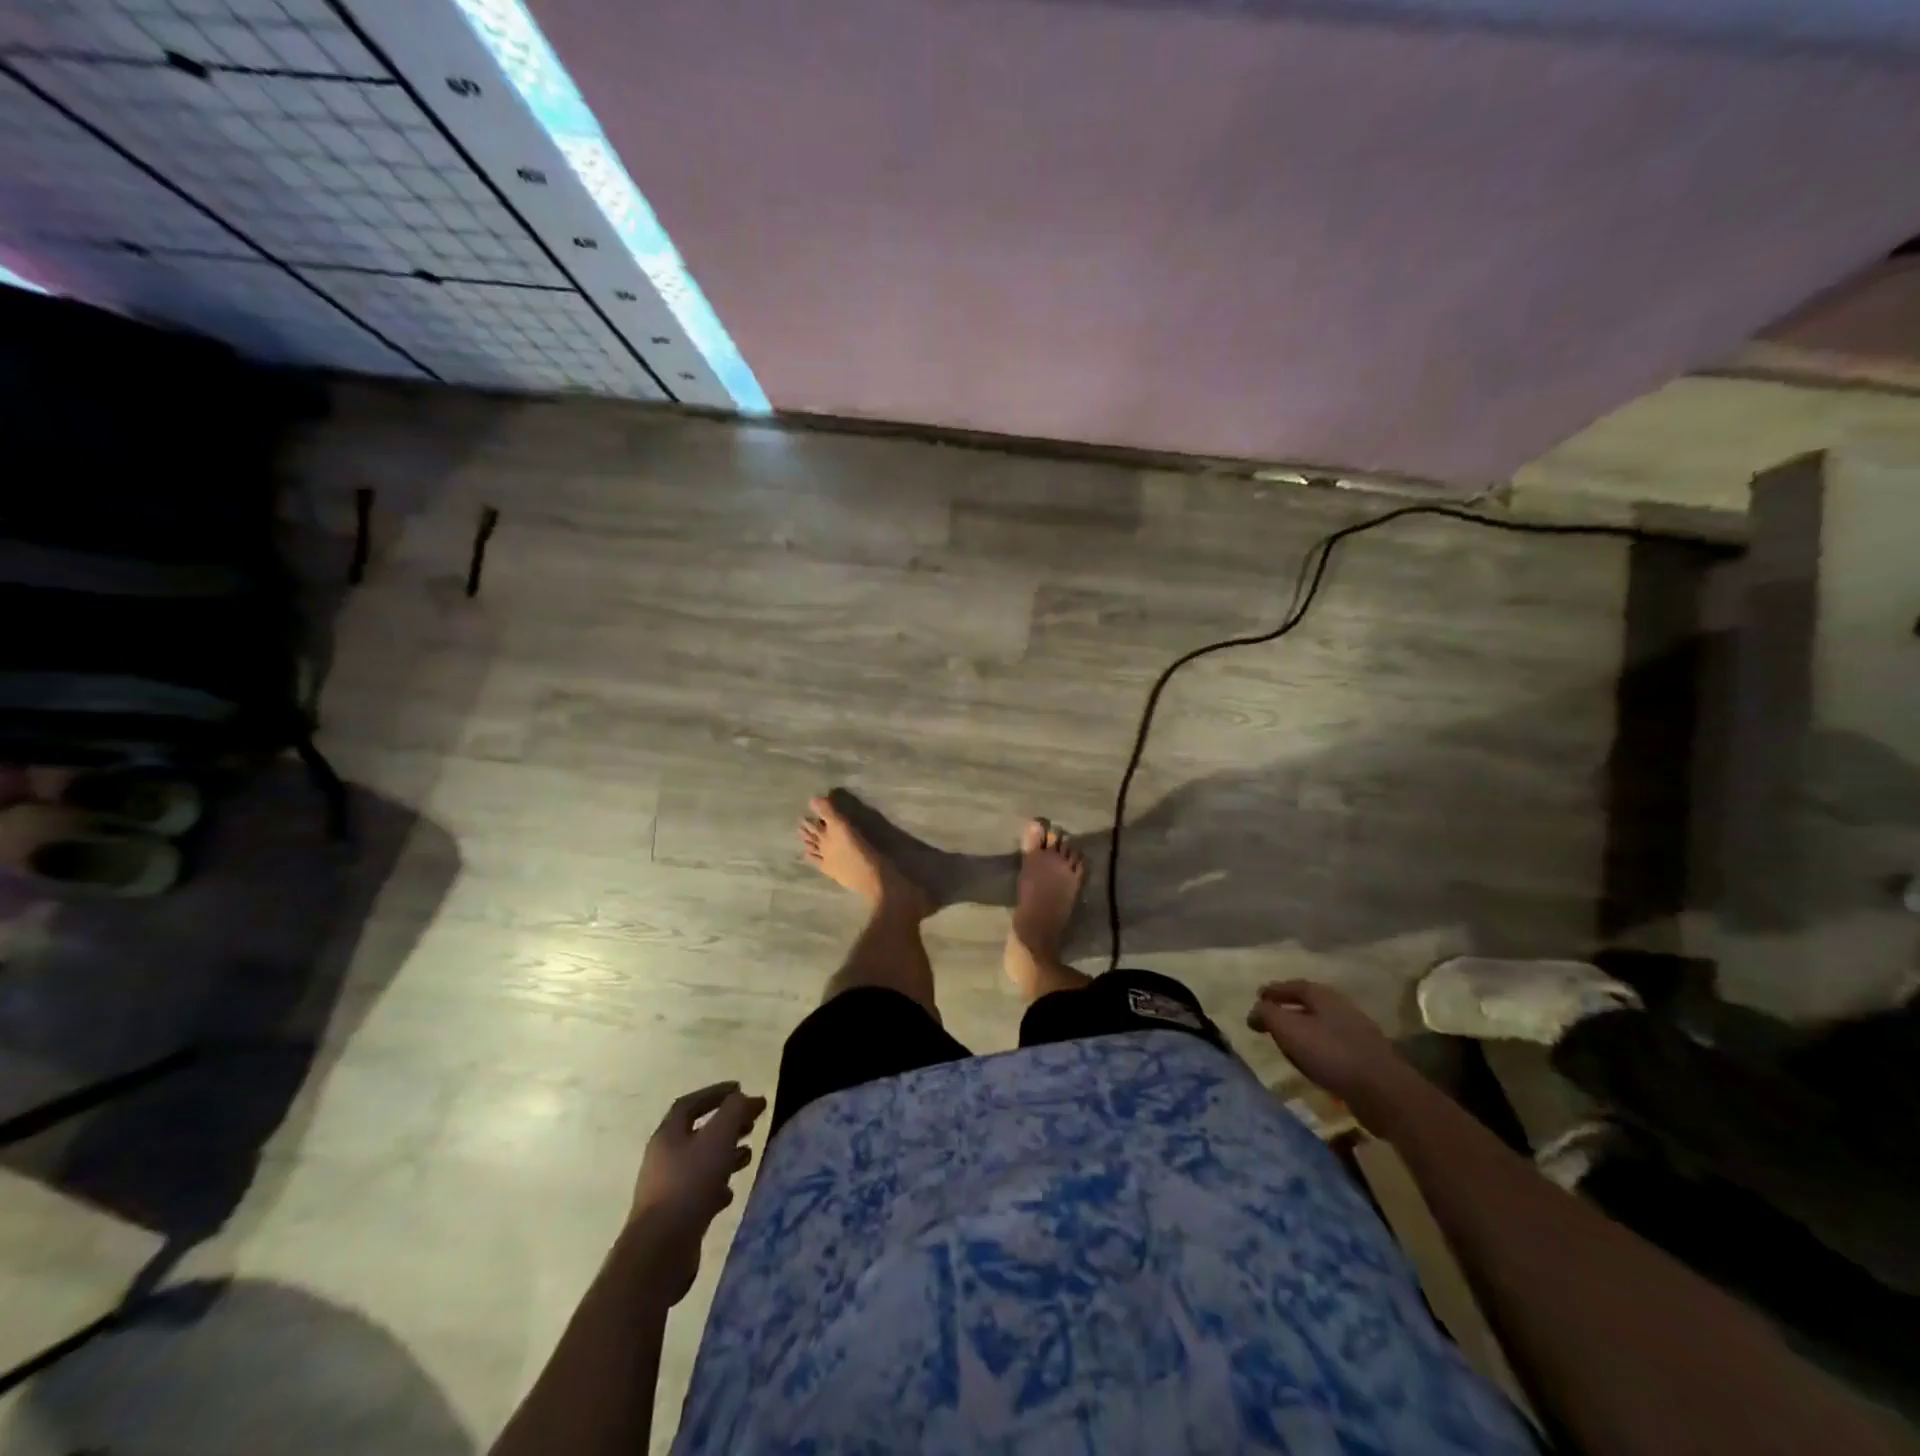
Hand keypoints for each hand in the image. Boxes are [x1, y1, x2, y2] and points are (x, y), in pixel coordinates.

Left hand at [628, 1082, 765, 1305]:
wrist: (660, 1251)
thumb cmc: (690, 1184)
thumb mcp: (718, 1138)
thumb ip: (735, 1111)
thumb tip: (747, 1097)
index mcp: (668, 1135)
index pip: (690, 1104)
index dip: (715, 1093)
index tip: (740, 1089)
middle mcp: (663, 1158)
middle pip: (697, 1132)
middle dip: (726, 1125)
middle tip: (751, 1123)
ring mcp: (666, 1188)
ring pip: (700, 1162)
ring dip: (725, 1155)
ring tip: (748, 1155)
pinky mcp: (673, 1215)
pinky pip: (698, 1191)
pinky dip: (717, 1185)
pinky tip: (730, 1192)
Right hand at [1247, 980, 1417, 1130]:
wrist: (1383, 1091)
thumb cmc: (1330, 1053)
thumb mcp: (1289, 1030)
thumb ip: (1267, 1015)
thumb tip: (1254, 1011)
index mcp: (1323, 996)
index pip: (1293, 986)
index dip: (1273, 991)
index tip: (1257, 998)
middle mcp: (1342, 1007)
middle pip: (1309, 1003)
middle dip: (1288, 1009)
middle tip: (1270, 1019)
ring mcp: (1358, 1031)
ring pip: (1322, 1024)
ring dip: (1304, 1030)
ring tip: (1288, 1042)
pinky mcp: (1366, 1056)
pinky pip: (1333, 1045)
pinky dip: (1318, 1048)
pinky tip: (1312, 1061)